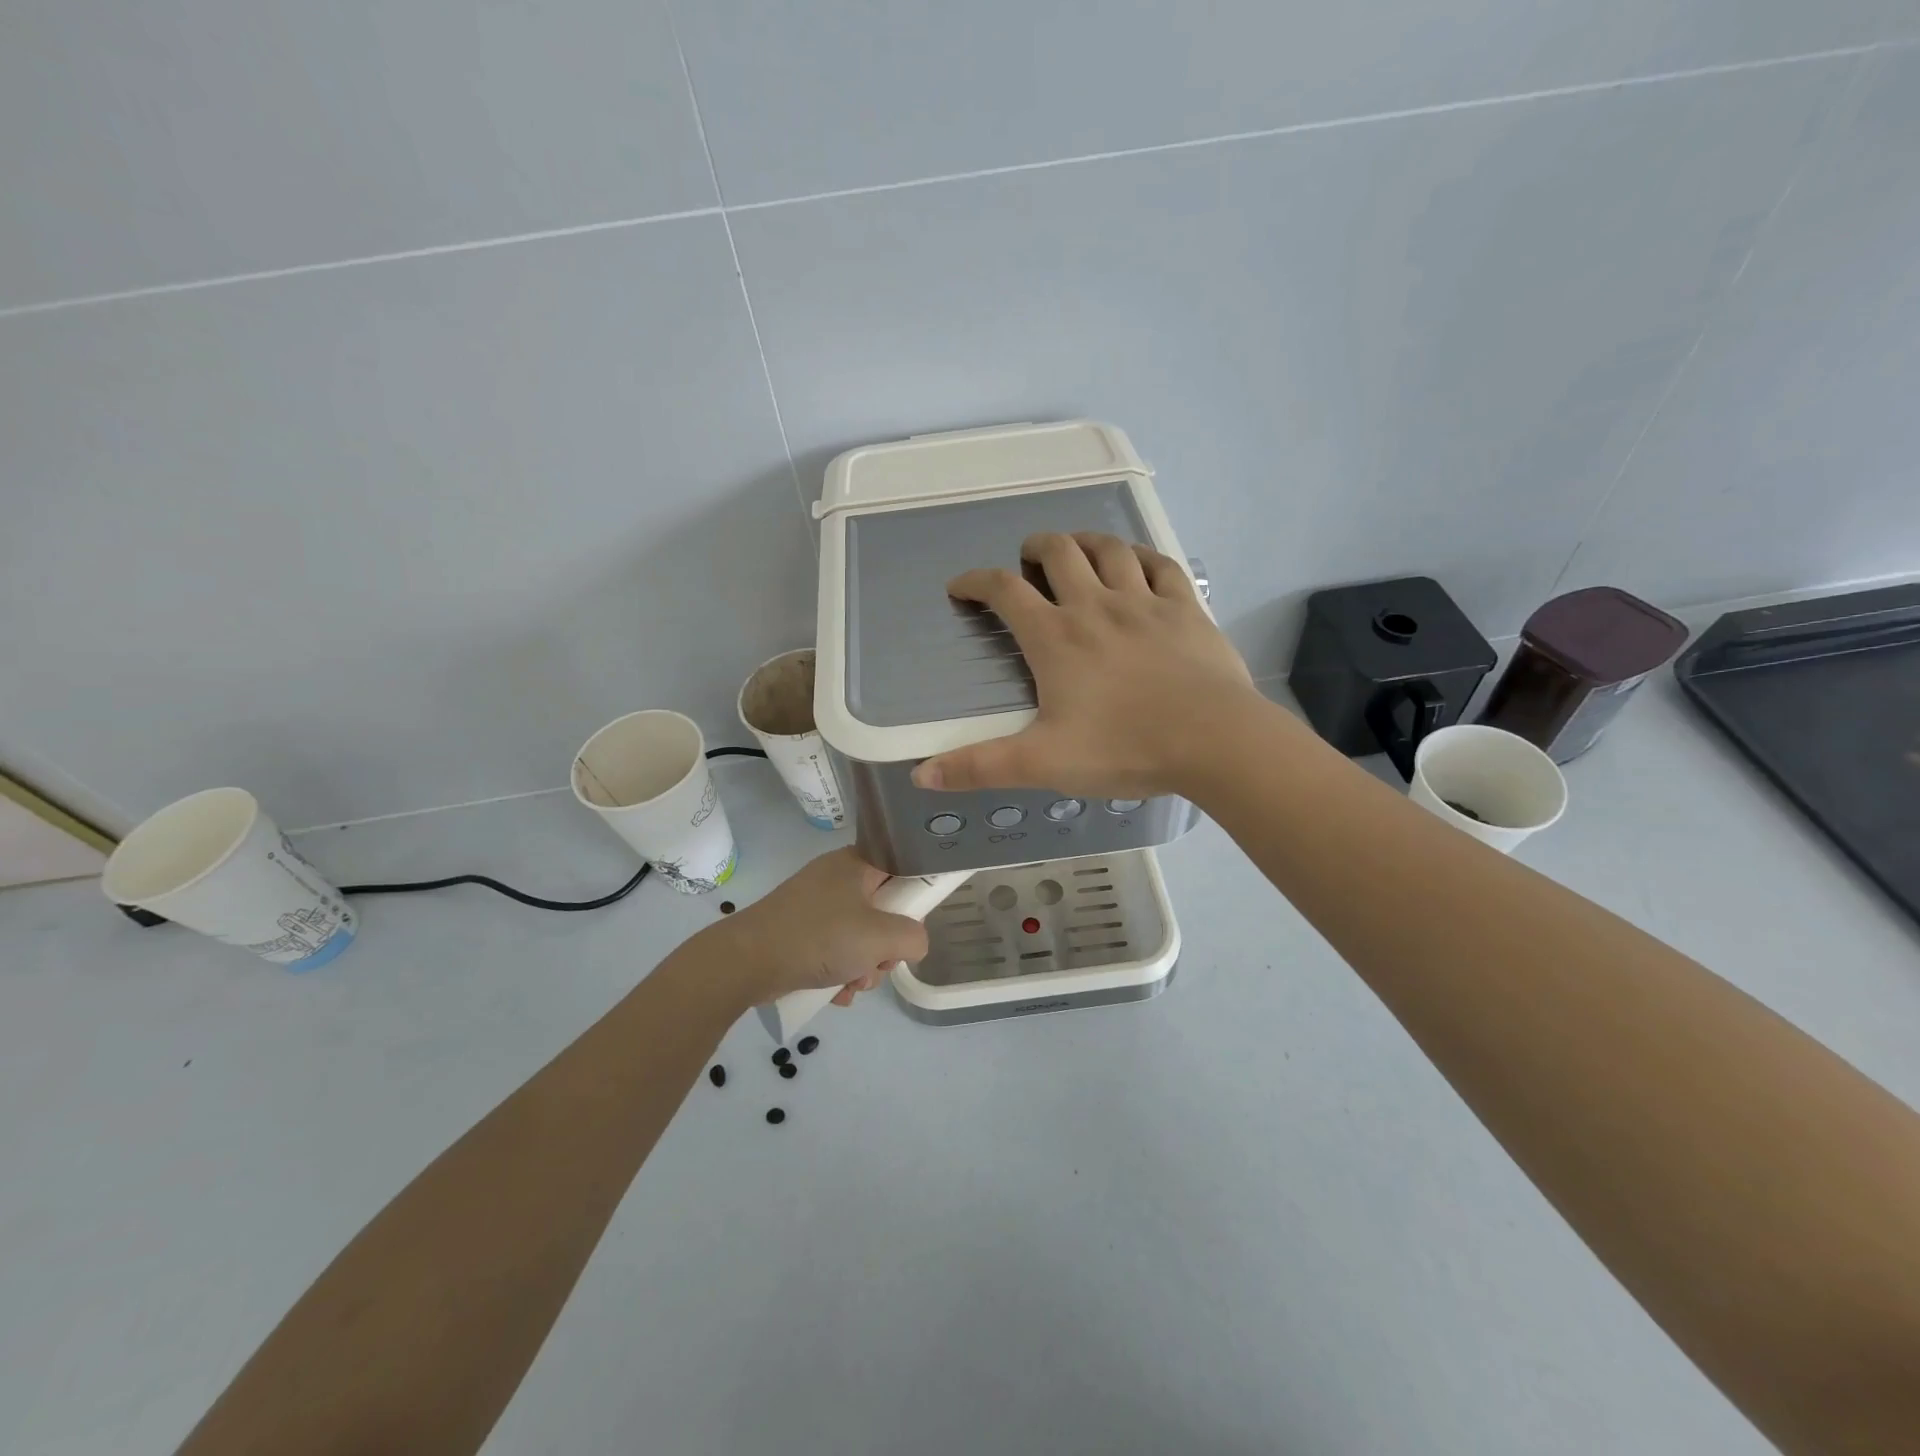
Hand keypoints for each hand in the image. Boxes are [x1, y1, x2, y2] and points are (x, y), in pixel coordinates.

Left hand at [712, 848, 929, 1008]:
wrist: (746, 962)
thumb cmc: (819, 938)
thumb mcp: (880, 937)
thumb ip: (913, 937)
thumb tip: (915, 943)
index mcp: (856, 864)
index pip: (900, 868)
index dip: (913, 898)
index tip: (912, 926)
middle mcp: (836, 878)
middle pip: (883, 909)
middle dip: (885, 947)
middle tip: (878, 964)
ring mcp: (815, 906)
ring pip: (860, 935)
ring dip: (864, 966)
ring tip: (851, 984)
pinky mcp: (799, 931)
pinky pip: (835, 949)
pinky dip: (840, 972)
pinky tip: (835, 993)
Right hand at [911, 532, 1267, 798]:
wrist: (1214, 740)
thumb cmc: (1123, 748)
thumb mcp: (1042, 763)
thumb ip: (979, 767)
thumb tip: (920, 775)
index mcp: (1056, 638)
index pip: (1004, 591)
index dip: (976, 582)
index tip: (961, 587)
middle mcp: (1095, 606)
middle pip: (1059, 553)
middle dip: (1035, 548)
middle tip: (1028, 559)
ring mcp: (1144, 602)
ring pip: (1109, 549)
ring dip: (1086, 542)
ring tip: (1076, 550)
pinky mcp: (1185, 608)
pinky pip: (1159, 565)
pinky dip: (1140, 557)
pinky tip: (1136, 564)